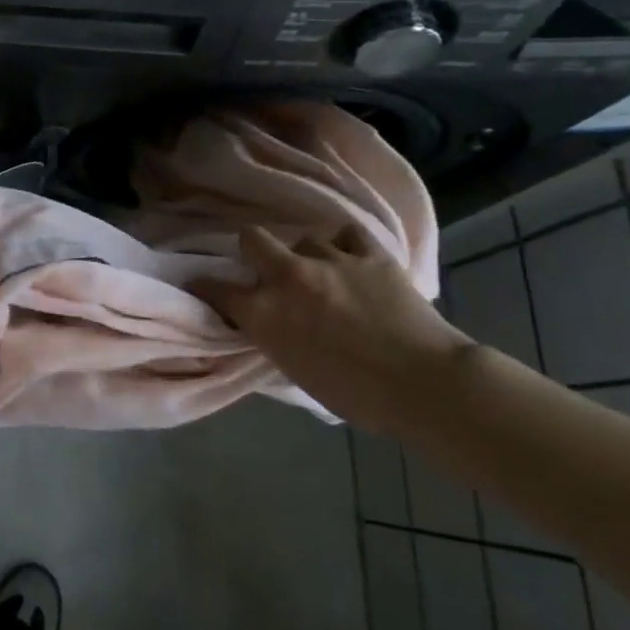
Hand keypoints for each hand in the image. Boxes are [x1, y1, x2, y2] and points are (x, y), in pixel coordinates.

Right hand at [195, 222, 473, 432]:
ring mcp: (330, 260)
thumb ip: (273, 337)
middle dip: (253, 250)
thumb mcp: (295, 370)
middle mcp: (288, 277)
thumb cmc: (355, 394)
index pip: (214, 288)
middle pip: (251, 238)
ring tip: (323, 272)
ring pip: (305, 238)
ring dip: (308, 255)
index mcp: (264, 312)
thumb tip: (268, 324)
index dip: (206, 287)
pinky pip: (348, 235)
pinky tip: (352, 259)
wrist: (423, 384)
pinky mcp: (369, 255)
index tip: (206, 288)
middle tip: (267, 269)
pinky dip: (346, 245)